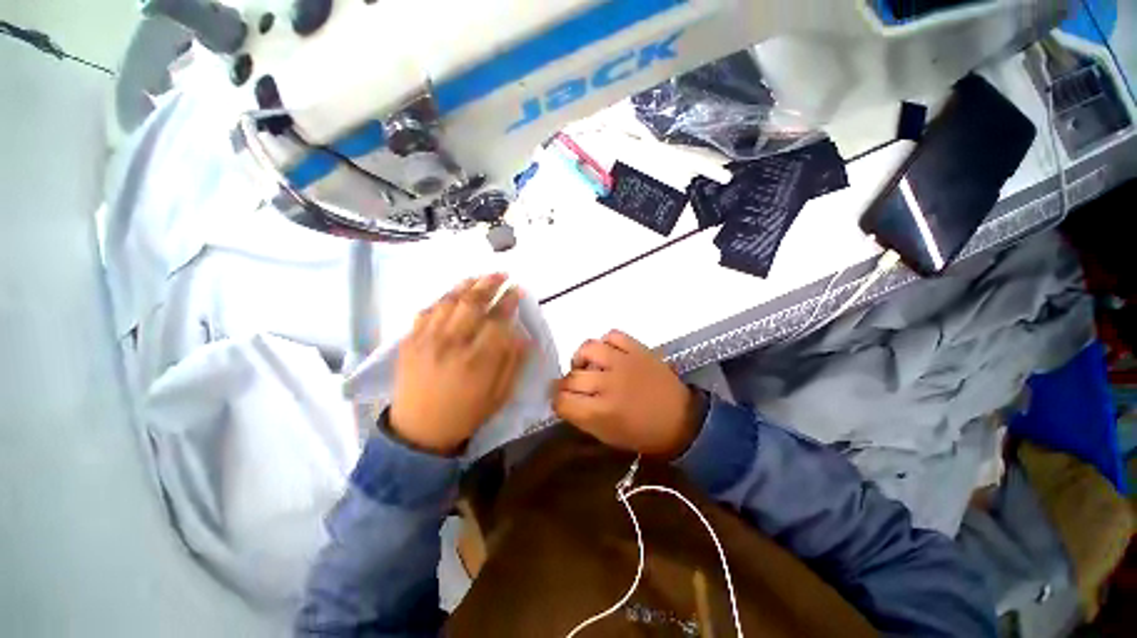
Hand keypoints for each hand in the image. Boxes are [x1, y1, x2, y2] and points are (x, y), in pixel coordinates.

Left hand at [390, 274, 527, 454]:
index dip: (509, 300)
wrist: (418, 431)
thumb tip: (522, 334)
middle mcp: (451, 343)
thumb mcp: (499, 395)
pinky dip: (441, 298)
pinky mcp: (409, 341)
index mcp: (477, 360)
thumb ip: (512, 362)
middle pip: (472, 302)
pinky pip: (426, 311)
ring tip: (479, 276)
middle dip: (490, 283)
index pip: (497, 319)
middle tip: (501, 274)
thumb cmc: (465, 413)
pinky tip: (452, 293)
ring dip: (466, 285)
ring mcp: (426, 340)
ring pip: (448, 301)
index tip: (517, 289)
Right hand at [552, 330, 702, 457]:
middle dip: (566, 385)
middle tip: (574, 388)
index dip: (557, 403)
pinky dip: (605, 343)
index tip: (561, 403)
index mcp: (601, 412)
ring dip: (581, 359)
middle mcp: (609, 384)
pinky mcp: (638, 349)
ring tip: (586, 366)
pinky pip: (612, 335)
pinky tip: (607, 354)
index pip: (562, 402)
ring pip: (588, 349)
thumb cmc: (643, 434)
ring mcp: (624, 362)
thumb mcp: (607, 436)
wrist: (681, 420)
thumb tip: (565, 401)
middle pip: (571, 378)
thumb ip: (582, 418)